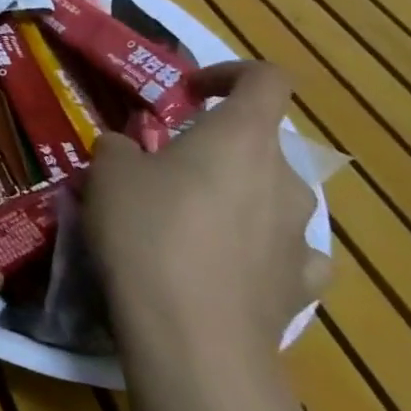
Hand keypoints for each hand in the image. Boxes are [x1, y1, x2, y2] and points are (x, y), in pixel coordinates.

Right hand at [87, 62, 327, 366]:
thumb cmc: (147, 232)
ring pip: (269, 197)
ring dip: (233, 198)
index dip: (230, 73)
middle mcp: (284, 178)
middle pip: (260, 143)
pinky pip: (282, 251)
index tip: (189, 93)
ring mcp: (300, 236)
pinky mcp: (301, 287)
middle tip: (165, 170)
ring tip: (184, 224)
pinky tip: (224, 266)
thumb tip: (129, 150)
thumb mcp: (108, 172)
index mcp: (242, 137)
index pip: (266, 78)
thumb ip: (121, 147)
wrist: (192, 338)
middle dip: (215, 148)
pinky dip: (256, 249)